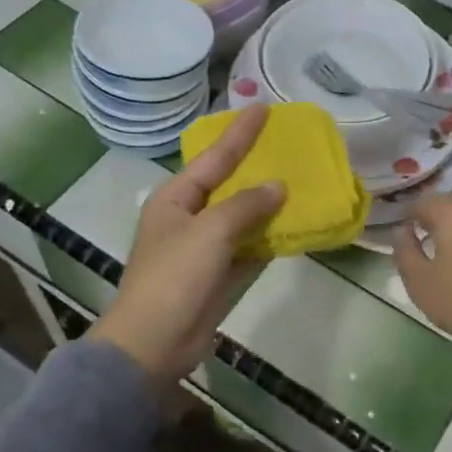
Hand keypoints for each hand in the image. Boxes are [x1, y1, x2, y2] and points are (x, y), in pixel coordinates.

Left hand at [90, 105, 286, 383]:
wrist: (153, 343)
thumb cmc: (174, 277)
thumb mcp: (210, 231)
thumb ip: (246, 205)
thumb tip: (278, 187)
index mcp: (176, 198)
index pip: (215, 157)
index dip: (240, 132)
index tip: (264, 108)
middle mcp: (188, 217)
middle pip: (228, 183)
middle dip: (255, 165)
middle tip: (285, 142)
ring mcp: (203, 248)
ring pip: (241, 216)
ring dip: (266, 203)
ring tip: (298, 180)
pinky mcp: (218, 275)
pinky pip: (248, 247)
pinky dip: (268, 237)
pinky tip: (292, 225)